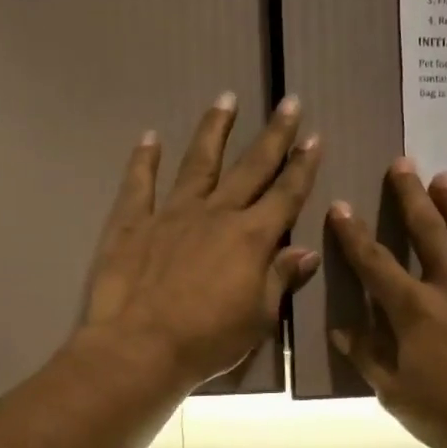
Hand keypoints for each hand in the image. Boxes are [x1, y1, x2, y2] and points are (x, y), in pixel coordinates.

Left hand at [83, 94, 322, 389]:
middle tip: (289, 102)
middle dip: (273, 135)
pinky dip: (144, 160)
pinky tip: (149, 137)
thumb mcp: (258, 317)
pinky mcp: (132, 223)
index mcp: (251, 237)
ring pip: (198, 163)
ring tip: (225, 99)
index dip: (303, 166)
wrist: (139, 349)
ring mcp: (171, 214)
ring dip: (214, 130)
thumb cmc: (208, 341)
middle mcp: (216, 214)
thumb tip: (305, 252)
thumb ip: (280, 278)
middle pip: (250, 167)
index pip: (286, 194)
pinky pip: (140, 184)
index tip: (315, 137)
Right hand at [327, 161, 446, 447]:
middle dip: (411, 197)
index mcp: (415, 310)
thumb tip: (342, 329)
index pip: (376, 265)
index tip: (341, 206)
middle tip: (403, 163)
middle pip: (429, 233)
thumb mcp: (398, 395)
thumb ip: (370, 357)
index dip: (355, 236)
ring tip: (445, 177)